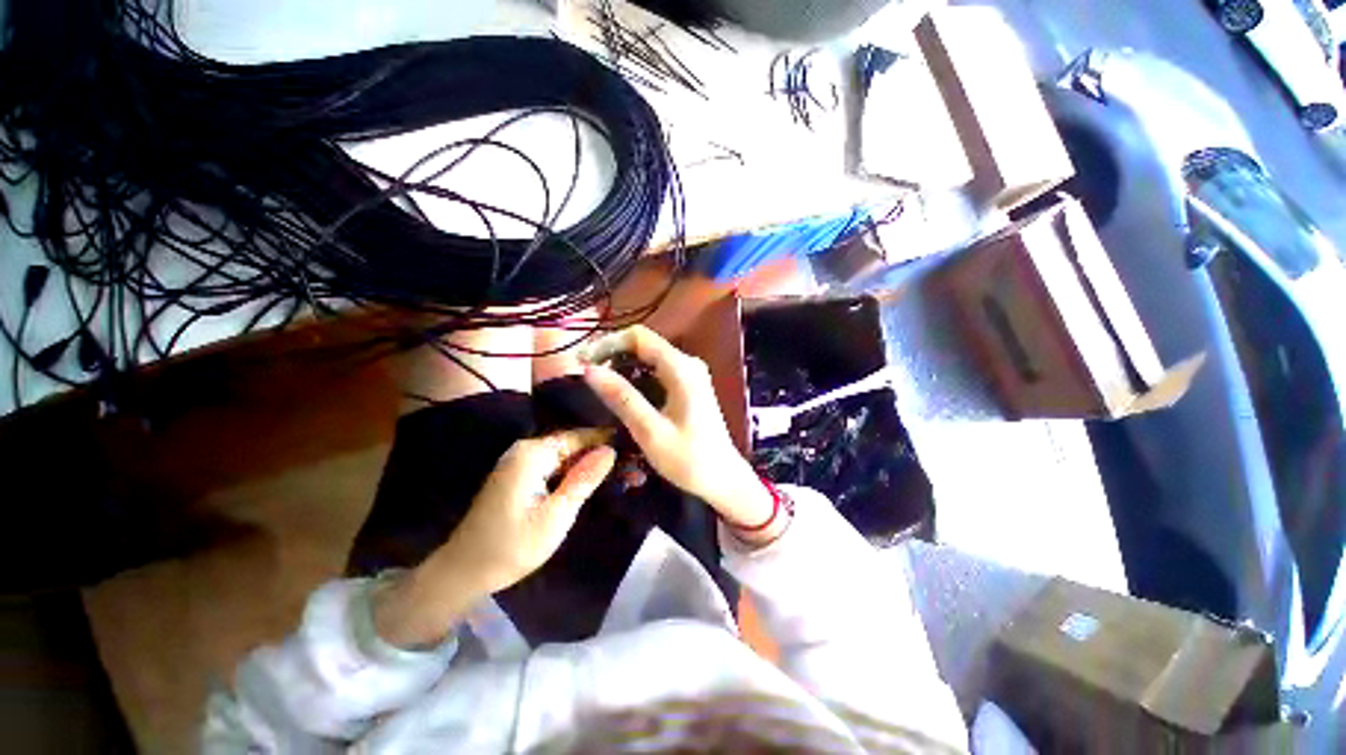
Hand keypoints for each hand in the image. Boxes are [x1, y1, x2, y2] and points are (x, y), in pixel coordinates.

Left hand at [375, 430, 615, 647]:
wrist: (463, 572)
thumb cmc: (512, 546)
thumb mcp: (556, 515)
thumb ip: (584, 479)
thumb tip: (610, 450)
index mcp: (532, 453)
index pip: (578, 435)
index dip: (606, 439)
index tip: (633, 444)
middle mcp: (524, 450)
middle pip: (571, 444)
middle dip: (599, 454)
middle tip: (630, 465)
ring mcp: (519, 462)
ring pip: (564, 456)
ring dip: (588, 464)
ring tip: (619, 472)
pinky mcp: (518, 476)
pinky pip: (552, 466)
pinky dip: (572, 473)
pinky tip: (591, 481)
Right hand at [580, 326, 777, 537]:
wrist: (722, 478)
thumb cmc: (689, 459)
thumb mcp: (650, 431)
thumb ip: (621, 397)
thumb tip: (588, 370)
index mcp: (682, 368)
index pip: (638, 336)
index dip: (607, 343)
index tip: (582, 362)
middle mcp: (688, 362)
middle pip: (643, 344)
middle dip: (611, 354)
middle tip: (584, 374)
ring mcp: (690, 373)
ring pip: (648, 356)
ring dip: (621, 364)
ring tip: (596, 382)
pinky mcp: (689, 384)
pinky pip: (656, 369)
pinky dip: (635, 375)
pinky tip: (620, 390)